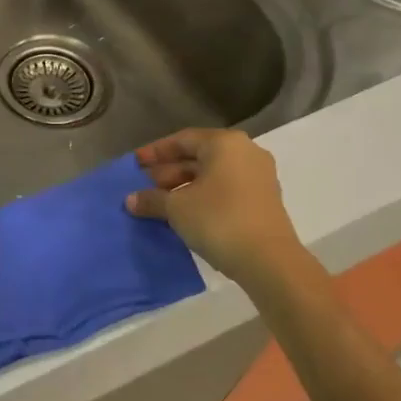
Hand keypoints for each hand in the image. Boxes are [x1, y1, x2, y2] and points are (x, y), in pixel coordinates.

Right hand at [126, 128, 303, 285]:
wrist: (269, 261)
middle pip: (198, 156)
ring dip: (184, 186)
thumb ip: (151, 199)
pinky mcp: (264, 200)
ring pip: (212, 174)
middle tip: (144, 186)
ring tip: (160, 203)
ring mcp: (259, 176)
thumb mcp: (176, 208)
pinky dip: (203, 196)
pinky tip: (184, 214)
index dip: (155, 152)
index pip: (182, 140)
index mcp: (225, 144)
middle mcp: (246, 152)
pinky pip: (226, 189)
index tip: (134, 164)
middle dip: (168, 171)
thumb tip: (131, 200)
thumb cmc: (218, 220)